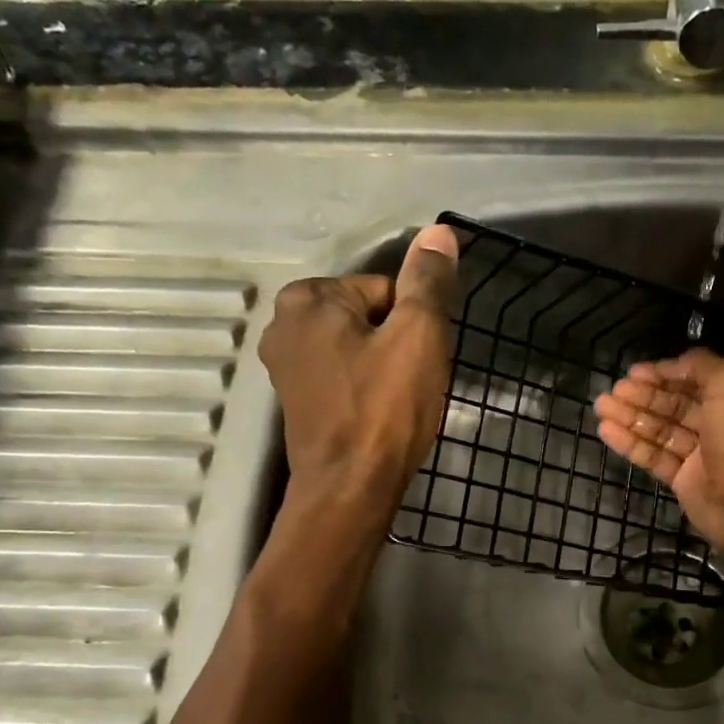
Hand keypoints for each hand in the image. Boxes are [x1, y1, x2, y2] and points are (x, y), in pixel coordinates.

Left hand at [259, 224, 458, 515]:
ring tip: (394, 404)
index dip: (412, 324)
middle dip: (396, 345)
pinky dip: (364, 391)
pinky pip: (344, 377)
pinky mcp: (295, 402)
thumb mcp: (418, 335)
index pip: (384, 290)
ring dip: (384, 369)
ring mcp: (284, 367)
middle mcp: (283, 325)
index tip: (416, 361)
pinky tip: (376, 417)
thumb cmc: (385, 409)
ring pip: (358, 349)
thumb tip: (439, 232)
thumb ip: (427, 281)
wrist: (350, 490)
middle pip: (368, 317)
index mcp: (307, 299)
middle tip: (408, 385)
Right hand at [592, 348, 723, 555]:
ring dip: (630, 417)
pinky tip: (606, 431)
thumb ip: (702, 365)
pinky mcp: (683, 481)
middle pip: (673, 405)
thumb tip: (673, 364)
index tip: (634, 372)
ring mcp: (699, 455)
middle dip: (642, 396)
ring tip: (600, 407)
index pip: (693, 381)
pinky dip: (630, 443)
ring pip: (659, 430)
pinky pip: (653, 456)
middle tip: (612, 391)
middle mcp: (718, 424)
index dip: (664, 374)